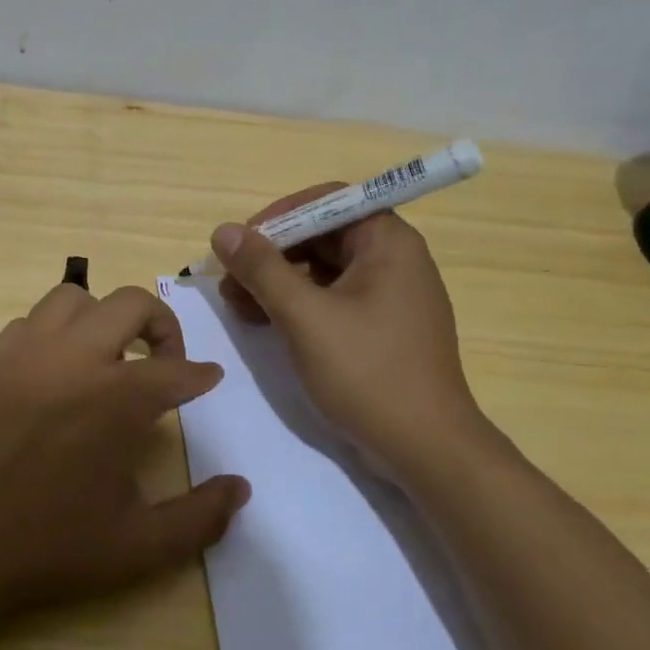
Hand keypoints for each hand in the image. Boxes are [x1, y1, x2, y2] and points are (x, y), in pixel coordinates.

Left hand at [0, 284, 249, 626]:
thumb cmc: (43, 549)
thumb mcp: (135, 548)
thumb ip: (198, 518)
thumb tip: (240, 488)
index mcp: (116, 398)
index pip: (175, 370)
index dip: (200, 375)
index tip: (210, 378)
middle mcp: (74, 360)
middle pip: (130, 303)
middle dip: (161, 324)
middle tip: (166, 360)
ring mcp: (25, 355)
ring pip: (72, 299)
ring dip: (102, 317)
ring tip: (108, 355)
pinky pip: (27, 324)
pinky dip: (52, 334)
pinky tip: (53, 372)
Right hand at [211, 187, 488, 471]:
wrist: (426, 448)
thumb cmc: (367, 371)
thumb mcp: (304, 316)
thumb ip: (262, 269)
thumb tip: (223, 231)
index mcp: (388, 242)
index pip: (328, 201)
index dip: (280, 216)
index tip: (242, 243)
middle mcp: (395, 259)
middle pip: (323, 236)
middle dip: (272, 254)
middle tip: (231, 281)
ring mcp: (391, 296)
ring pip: (324, 270)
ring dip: (279, 282)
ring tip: (239, 306)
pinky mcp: (383, 328)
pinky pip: (334, 299)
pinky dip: (299, 305)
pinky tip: (265, 324)